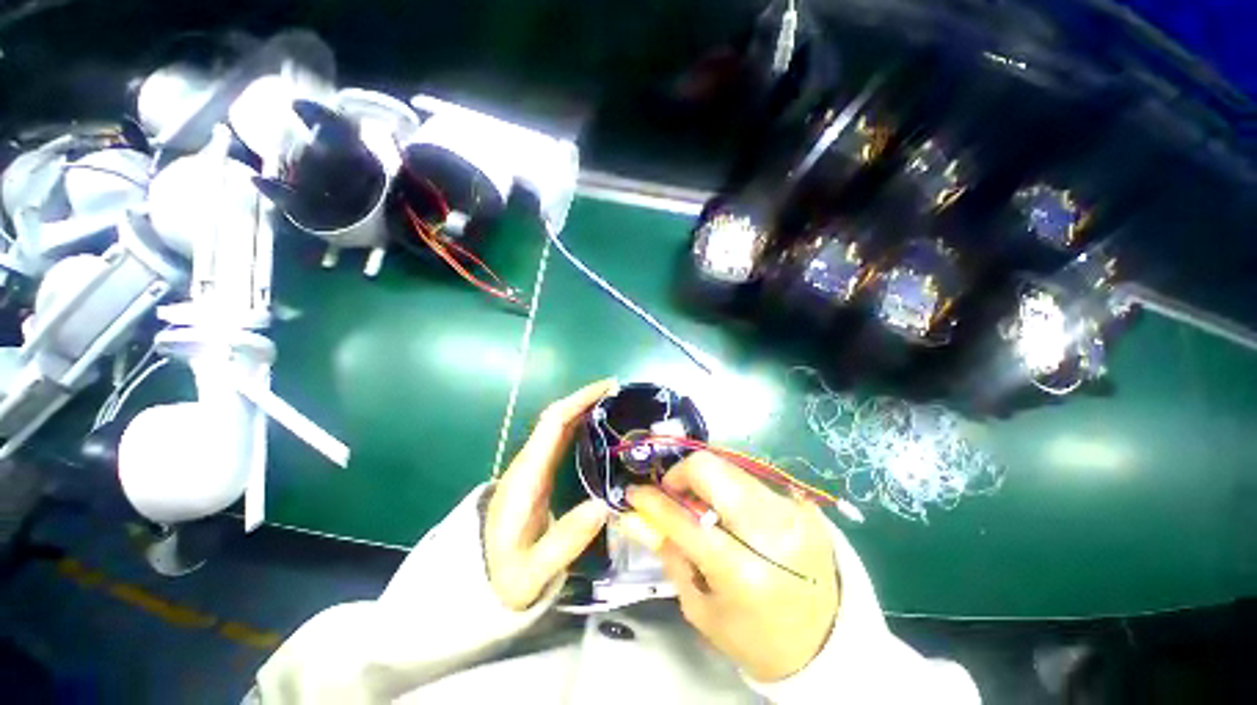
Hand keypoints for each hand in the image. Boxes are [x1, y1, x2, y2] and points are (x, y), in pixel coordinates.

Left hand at [485, 380, 614, 610]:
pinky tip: (599, 426)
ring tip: (616, 404)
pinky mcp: (538, 473)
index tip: (607, 389)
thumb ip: (564, 543)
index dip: (579, 401)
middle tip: (619, 393)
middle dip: (585, 399)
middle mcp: (527, 463)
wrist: (479, 582)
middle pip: (555, 417)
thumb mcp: (531, 573)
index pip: (552, 424)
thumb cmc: (506, 577)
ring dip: (584, 408)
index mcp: (525, 477)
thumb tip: (603, 505)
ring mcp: (532, 466)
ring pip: (558, 425)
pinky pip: (560, 439)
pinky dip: (580, 424)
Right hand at [627, 452, 839, 682]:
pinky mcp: (802, 502)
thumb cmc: (757, 638)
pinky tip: (726, 506)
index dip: (653, 500)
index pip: (684, 518)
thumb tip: (641, 517)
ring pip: (730, 465)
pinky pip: (751, 477)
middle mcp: (772, 530)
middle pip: (711, 468)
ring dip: (705, 478)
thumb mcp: (702, 610)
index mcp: (744, 572)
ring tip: (699, 502)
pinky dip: (729, 485)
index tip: (636, 493)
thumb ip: (671, 556)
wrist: (829, 641)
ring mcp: (792, 510)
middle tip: (672, 493)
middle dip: (681, 474)